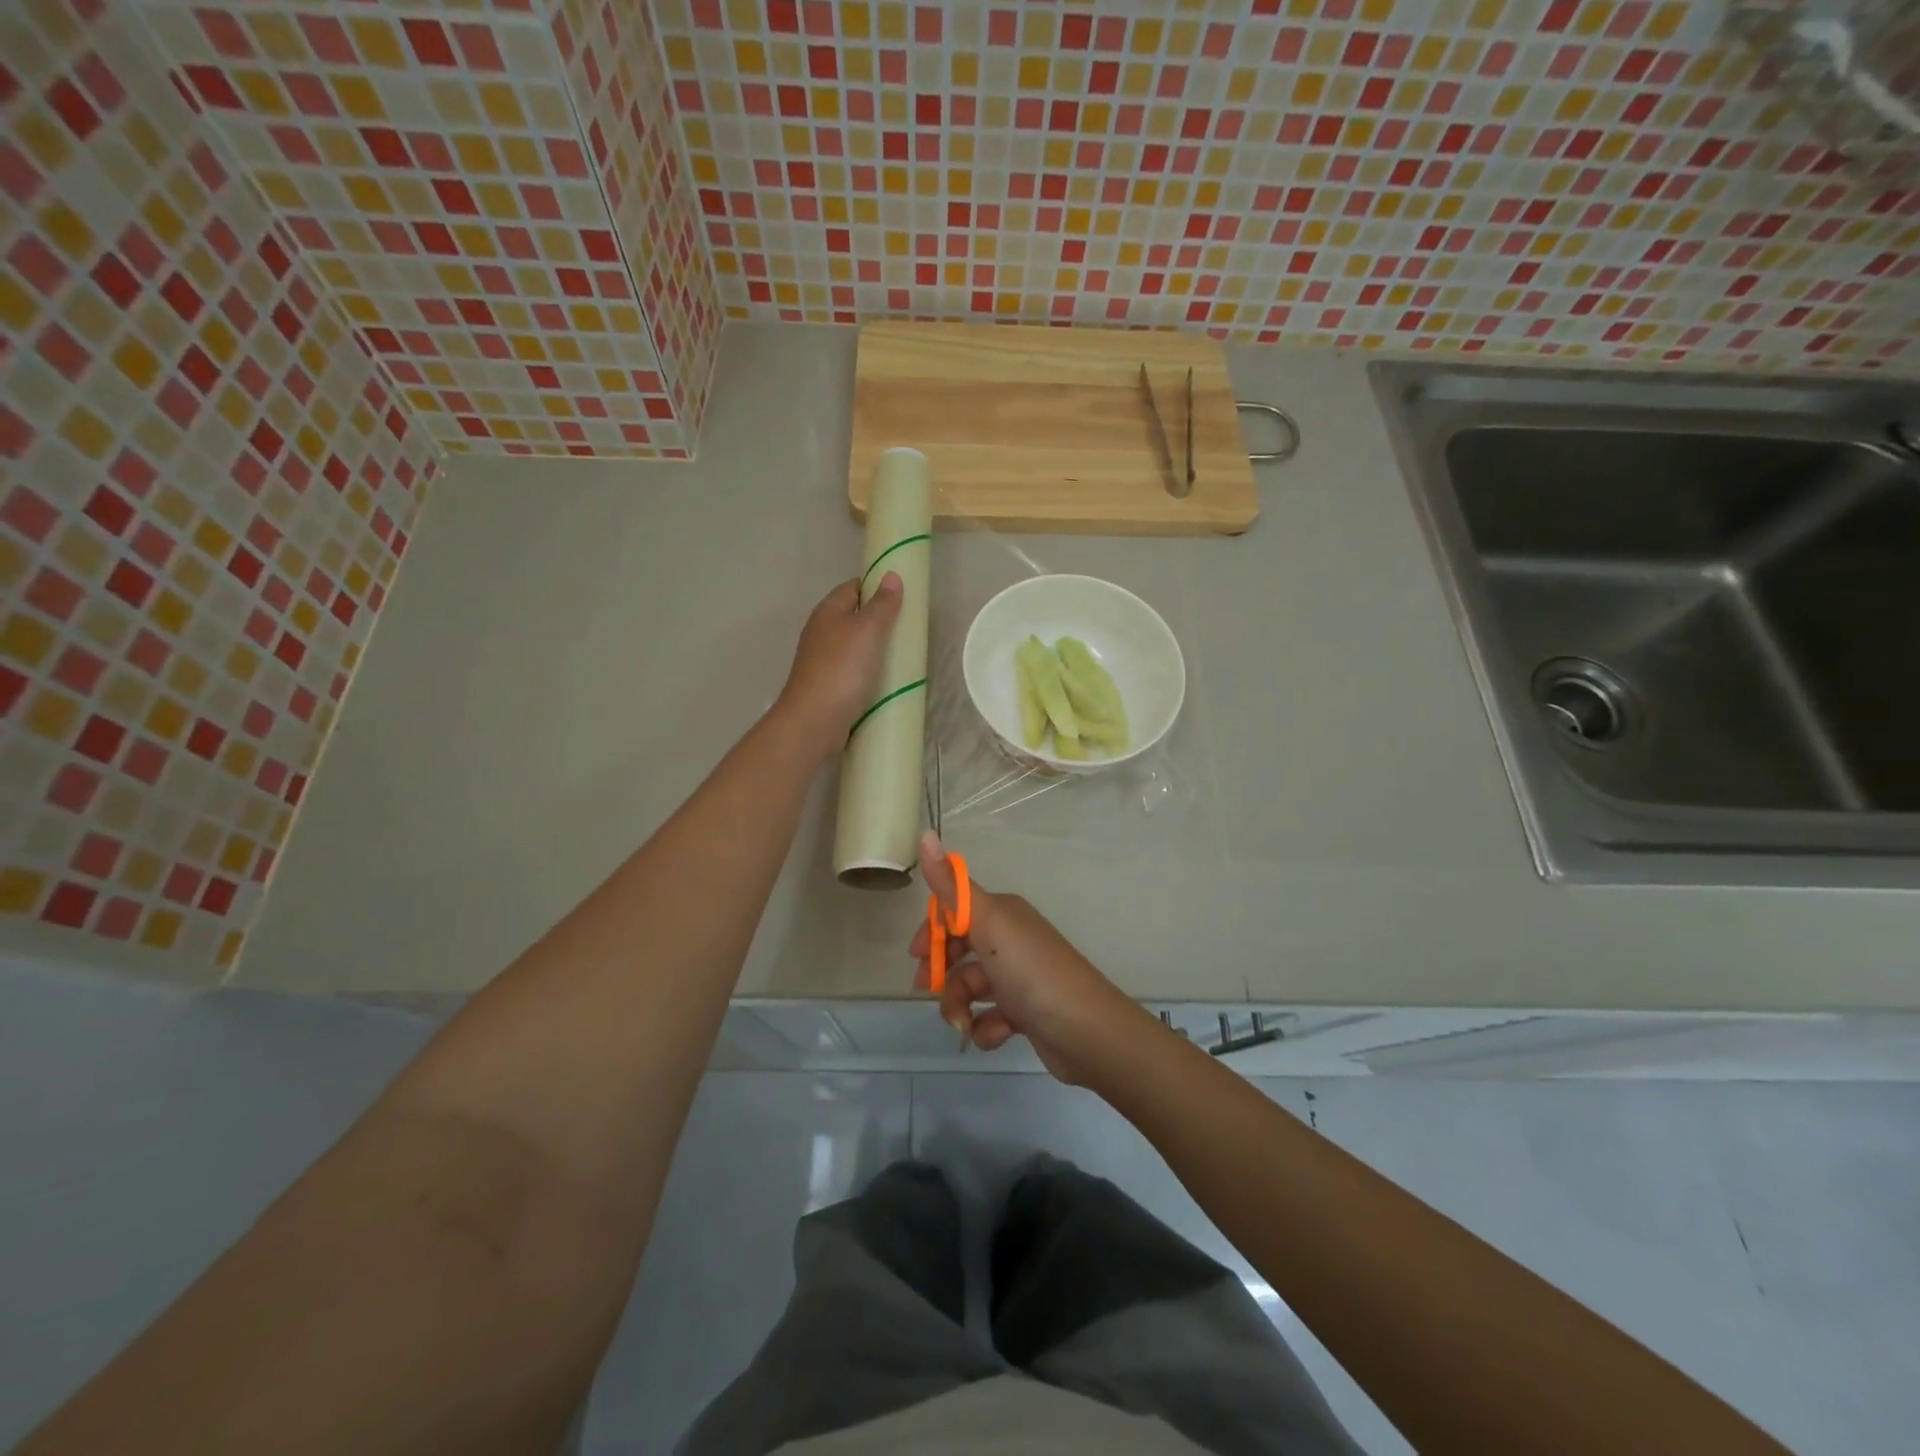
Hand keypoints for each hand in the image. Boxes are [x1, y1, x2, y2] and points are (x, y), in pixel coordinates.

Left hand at [774, 572, 902, 756]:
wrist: (815, 720)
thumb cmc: (842, 668)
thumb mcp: (868, 630)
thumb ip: (882, 604)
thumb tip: (890, 575)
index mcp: (828, 611)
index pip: (853, 587)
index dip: (876, 586)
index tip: (903, 595)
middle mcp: (821, 631)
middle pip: (853, 616)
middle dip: (879, 619)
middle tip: (909, 627)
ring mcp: (822, 660)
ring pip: (854, 645)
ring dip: (875, 648)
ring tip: (904, 653)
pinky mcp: (828, 685)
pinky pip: (853, 670)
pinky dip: (869, 670)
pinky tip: (885, 679)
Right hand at [911, 832, 1145, 1084]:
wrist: (1086, 1030)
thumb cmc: (1032, 971)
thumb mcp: (988, 922)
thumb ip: (952, 885)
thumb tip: (927, 834)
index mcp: (1003, 914)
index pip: (955, 911)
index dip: (931, 931)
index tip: (916, 956)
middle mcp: (1011, 940)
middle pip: (960, 950)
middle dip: (941, 973)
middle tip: (925, 990)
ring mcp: (1019, 977)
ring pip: (971, 987)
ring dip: (959, 1006)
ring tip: (962, 1024)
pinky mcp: (1025, 1012)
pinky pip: (990, 1016)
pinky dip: (986, 1027)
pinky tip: (994, 1034)